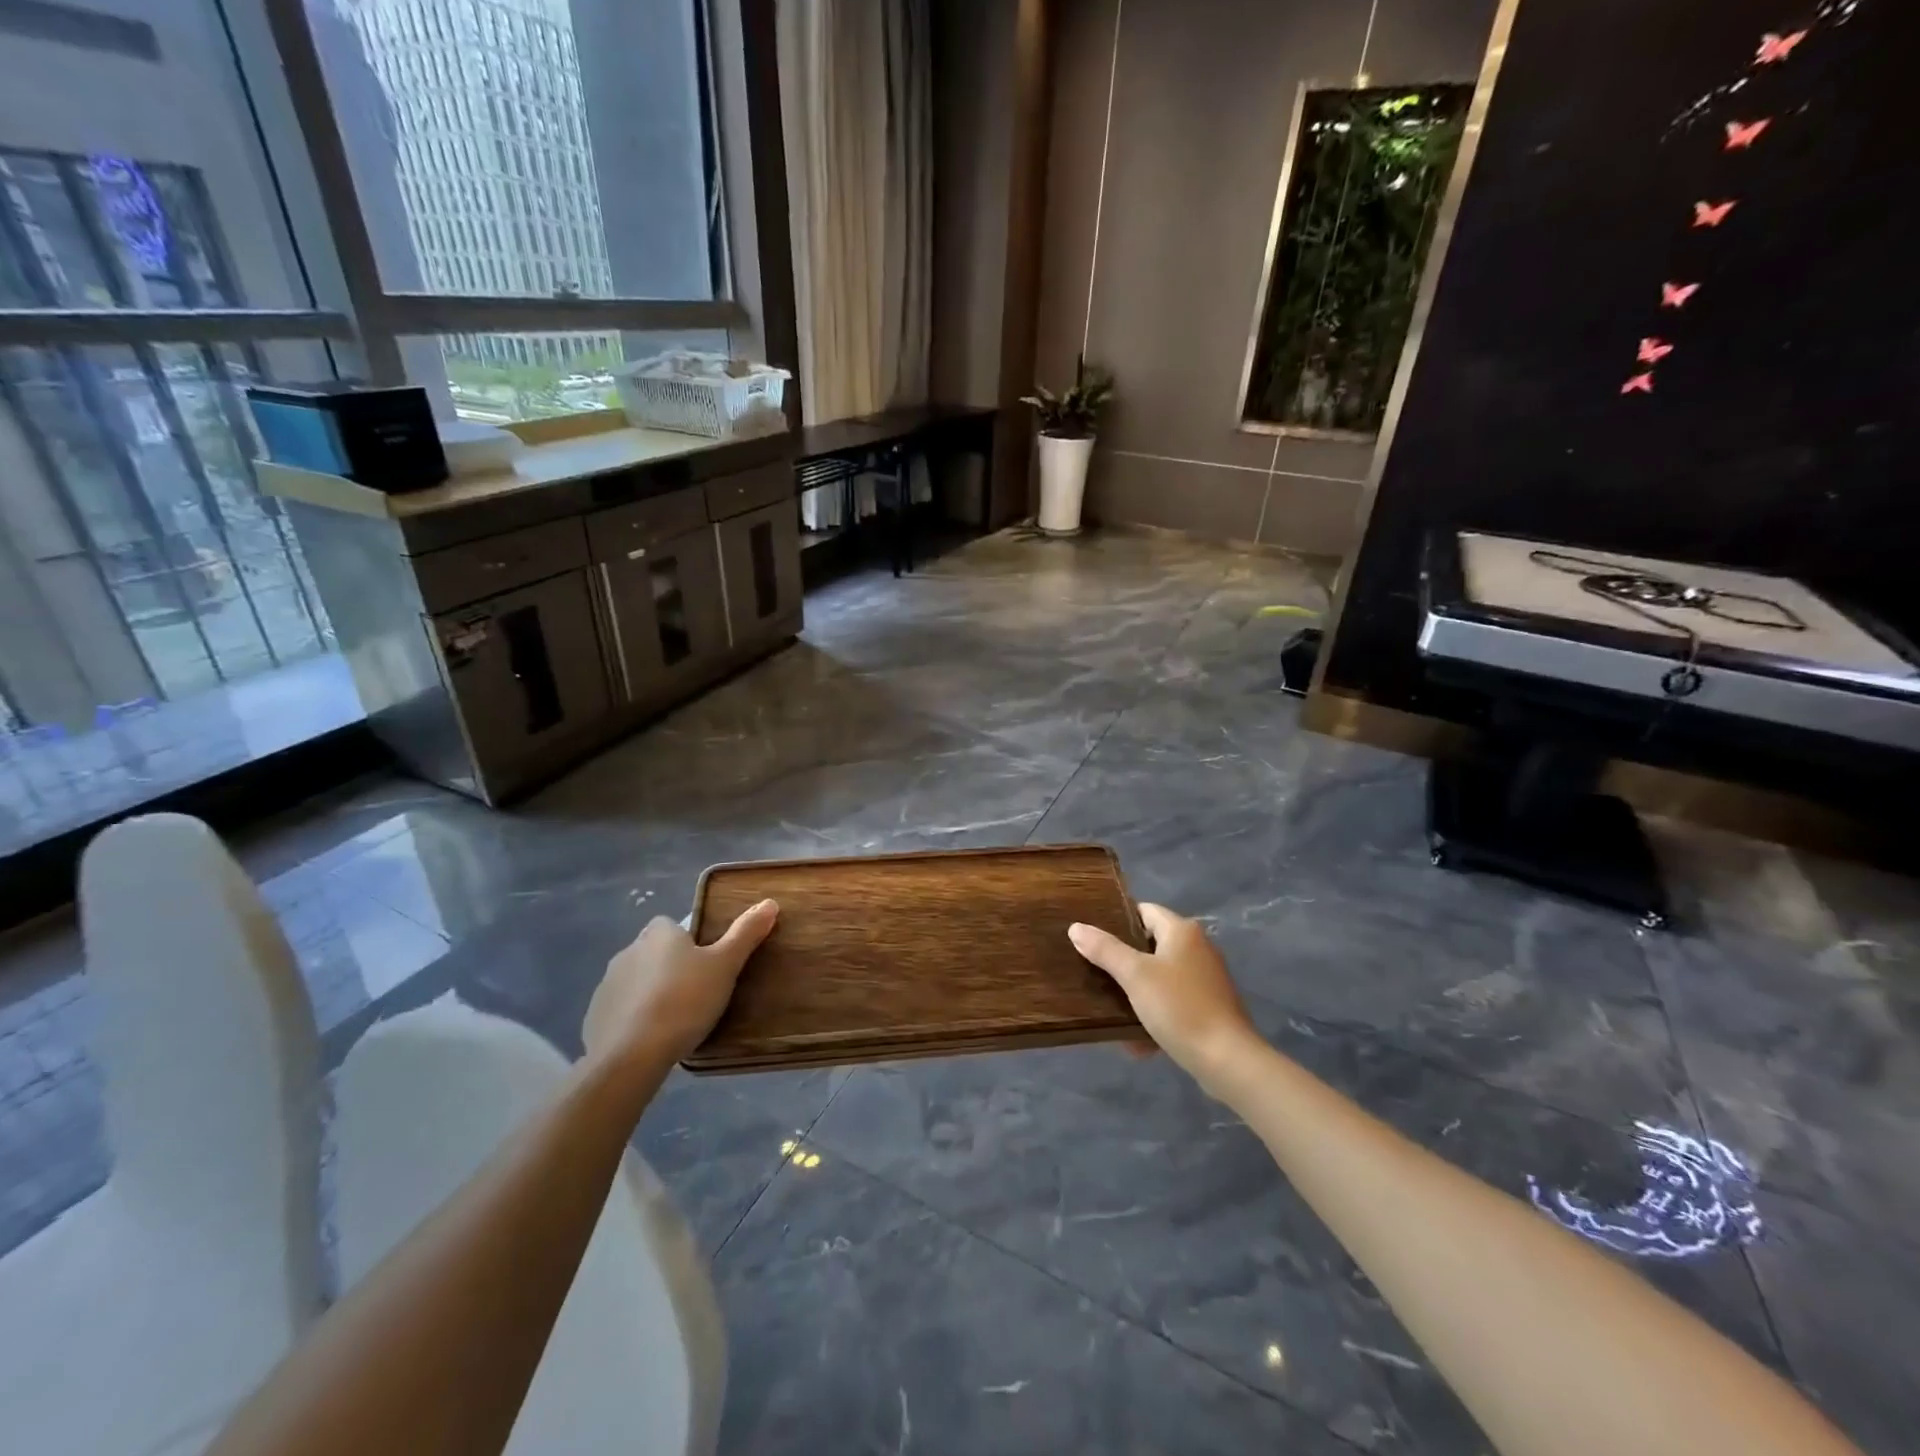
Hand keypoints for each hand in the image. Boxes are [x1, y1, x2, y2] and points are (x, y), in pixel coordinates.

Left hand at [583, 900, 778, 1070]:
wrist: (630, 1055)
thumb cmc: (684, 1001)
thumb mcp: (725, 966)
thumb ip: (745, 934)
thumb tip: (769, 902)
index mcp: (659, 934)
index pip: (672, 925)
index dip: (688, 941)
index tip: (705, 963)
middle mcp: (628, 951)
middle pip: (653, 952)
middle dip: (669, 967)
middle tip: (696, 992)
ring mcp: (607, 985)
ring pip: (635, 981)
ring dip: (650, 992)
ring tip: (674, 1020)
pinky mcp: (594, 1017)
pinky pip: (619, 1010)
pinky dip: (632, 1019)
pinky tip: (649, 1039)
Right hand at [1069, 904, 1257, 1086]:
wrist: (1227, 1060)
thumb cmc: (1179, 1007)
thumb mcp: (1135, 976)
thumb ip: (1105, 950)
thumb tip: (1076, 927)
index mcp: (1182, 931)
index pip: (1144, 911)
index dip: (1118, 920)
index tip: (1093, 937)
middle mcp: (1198, 948)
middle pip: (1150, 945)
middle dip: (1124, 961)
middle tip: (1095, 972)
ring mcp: (1206, 979)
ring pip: (1160, 978)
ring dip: (1137, 993)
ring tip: (1110, 1008)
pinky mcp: (1210, 1007)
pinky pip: (1173, 1003)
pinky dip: (1155, 1015)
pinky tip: (1137, 1039)